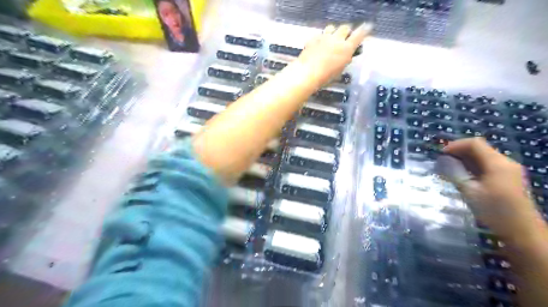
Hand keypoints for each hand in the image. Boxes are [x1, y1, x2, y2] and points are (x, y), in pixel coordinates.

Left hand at [299, 23, 372, 85]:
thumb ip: (344, 60)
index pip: (359, 34)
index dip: (364, 30)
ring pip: (332, 27)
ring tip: (331, 40)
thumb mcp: (339, 70)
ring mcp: (324, 37)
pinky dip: (321, 38)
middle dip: (346, 32)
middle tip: (344, 38)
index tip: (367, 27)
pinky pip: (320, 34)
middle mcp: (337, 39)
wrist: (307, 73)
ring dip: (334, 32)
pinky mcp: (313, 38)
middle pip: (345, 27)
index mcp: (346, 48)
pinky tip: (318, 46)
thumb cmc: (325, 77)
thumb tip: (346, 56)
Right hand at [440, 138, 537, 240]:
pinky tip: (464, 175)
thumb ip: (455, 174)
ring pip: (483, 156)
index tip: (440, 155)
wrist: (522, 231)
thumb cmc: (494, 210)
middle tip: (443, 161)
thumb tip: (443, 162)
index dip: (455, 146)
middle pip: (479, 148)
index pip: (474, 143)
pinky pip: (488, 164)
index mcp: (497, 163)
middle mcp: (505, 162)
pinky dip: (473, 165)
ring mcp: (509, 170)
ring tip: (450, 168)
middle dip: (459, 152)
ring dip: (465, 159)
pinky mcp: (509, 178)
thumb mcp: (469, 191)